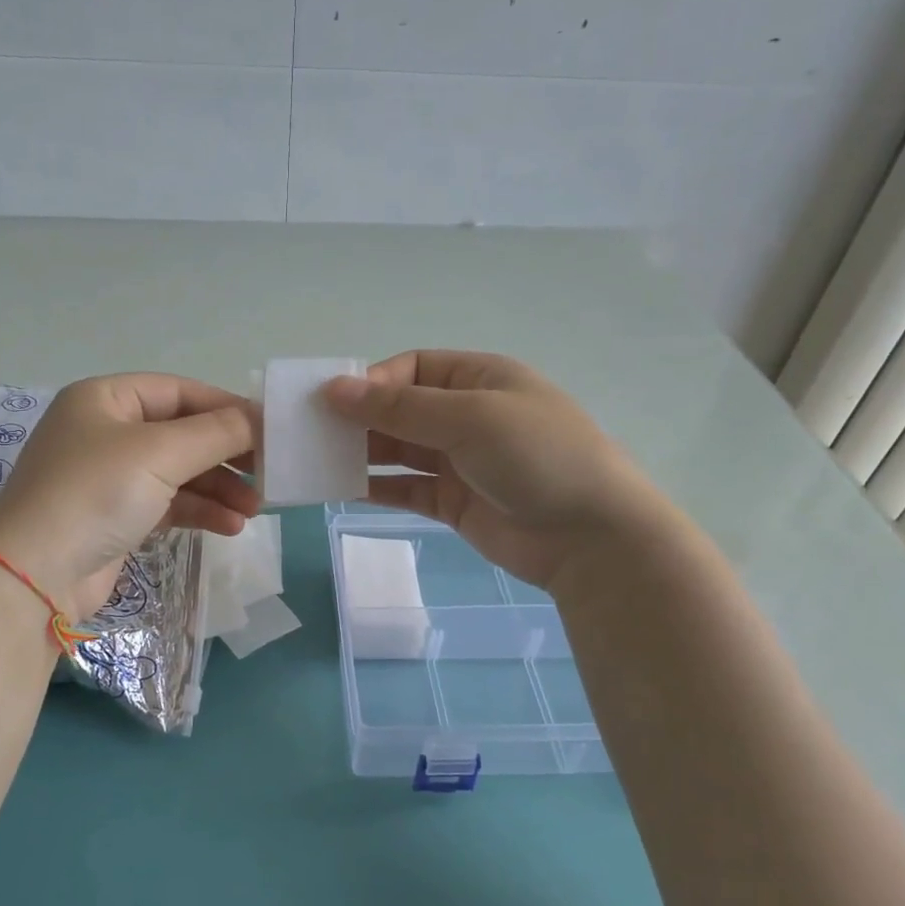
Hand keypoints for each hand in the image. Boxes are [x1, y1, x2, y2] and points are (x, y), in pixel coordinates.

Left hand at [0, 374, 258, 618]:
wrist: (35, 576)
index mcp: (105, 399)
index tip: (270, 429)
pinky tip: (231, 527)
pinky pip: (168, 504)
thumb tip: (262, 419)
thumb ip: (217, 432)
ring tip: (256, 509)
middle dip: (226, 455)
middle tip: (269, 472)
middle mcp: (105, 431)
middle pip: (181, 433)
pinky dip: (200, 511)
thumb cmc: (96, 494)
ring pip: (178, 472)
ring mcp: (108, 477)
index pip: (179, 392)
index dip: (226, 408)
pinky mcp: (115, 517)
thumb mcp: (160, 453)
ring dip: (219, 488)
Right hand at [324, 350, 672, 590]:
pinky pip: (407, 488)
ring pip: (400, 450)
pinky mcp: (455, 502)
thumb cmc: (536, 456)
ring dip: (364, 453)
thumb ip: (399, 408)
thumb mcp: (469, 418)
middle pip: (402, 409)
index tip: (335, 403)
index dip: (373, 382)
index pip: (413, 368)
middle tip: (314, 433)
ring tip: (320, 461)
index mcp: (480, 378)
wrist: (590, 537)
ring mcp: (461, 461)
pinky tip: (345, 489)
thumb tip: (334, 389)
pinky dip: (378, 487)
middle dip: (361, 419)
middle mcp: (468, 415)